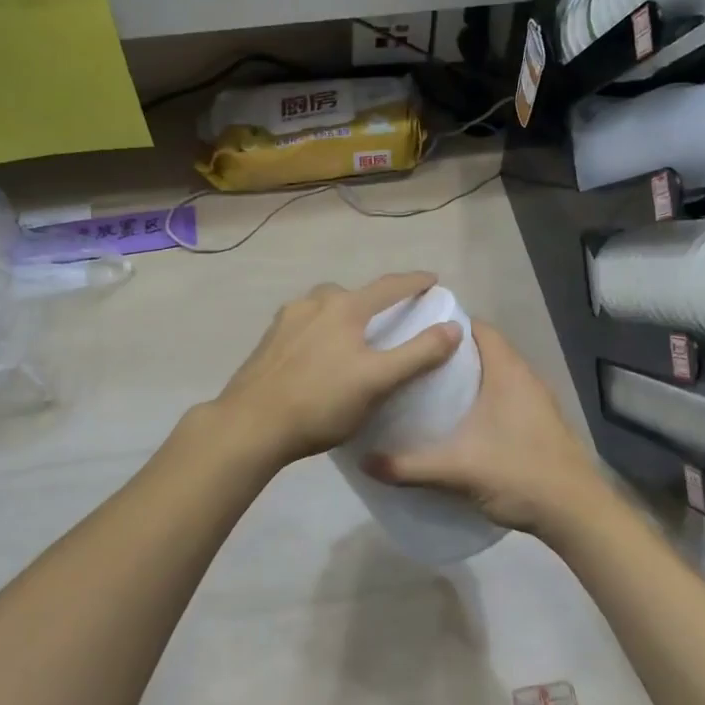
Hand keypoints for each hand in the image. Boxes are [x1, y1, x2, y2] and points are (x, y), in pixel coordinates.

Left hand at [211, 273, 461, 466]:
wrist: (251, 424)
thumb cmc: (321, 402)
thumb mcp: (377, 381)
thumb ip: (418, 354)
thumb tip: (453, 328)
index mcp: (344, 307)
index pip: (388, 287)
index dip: (413, 283)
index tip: (432, 280)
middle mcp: (313, 303)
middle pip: (352, 294)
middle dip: (373, 301)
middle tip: (388, 320)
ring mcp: (285, 321)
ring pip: (323, 308)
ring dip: (343, 316)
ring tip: (352, 341)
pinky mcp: (268, 342)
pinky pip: (304, 326)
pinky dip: (320, 332)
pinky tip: (319, 358)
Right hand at [365, 320, 608, 535]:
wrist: (575, 513)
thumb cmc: (519, 473)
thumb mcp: (456, 469)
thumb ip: (408, 465)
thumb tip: (364, 461)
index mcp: (508, 371)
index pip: (477, 328)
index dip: (446, 325)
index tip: (413, 332)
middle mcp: (525, 378)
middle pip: (483, 351)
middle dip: (448, 355)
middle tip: (410, 364)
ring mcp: (536, 402)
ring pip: (494, 377)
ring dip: (465, 380)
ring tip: (427, 391)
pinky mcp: (539, 425)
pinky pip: (503, 398)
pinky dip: (480, 401)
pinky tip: (458, 423)